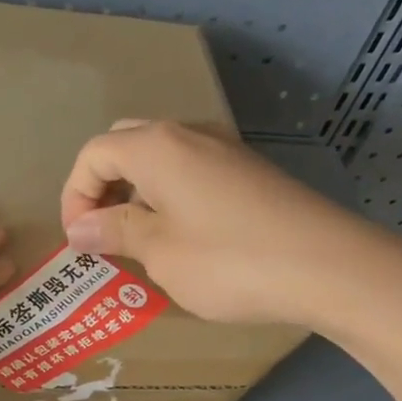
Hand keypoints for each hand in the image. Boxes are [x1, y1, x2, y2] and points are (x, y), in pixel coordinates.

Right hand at [60, 120, 369, 328]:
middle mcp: (188, 134)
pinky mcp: (249, 172)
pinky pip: (191, 173)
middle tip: (103, 235)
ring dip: (136, 194)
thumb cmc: (228, 261)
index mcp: (156, 147)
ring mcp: (224, 150)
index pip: (93, 155)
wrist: (326, 266)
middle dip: (103, 188)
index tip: (79, 243)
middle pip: (125, 146)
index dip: (75, 197)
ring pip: (160, 159)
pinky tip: (181, 239)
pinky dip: (169, 198)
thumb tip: (80, 228)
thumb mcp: (160, 251)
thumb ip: (115, 232)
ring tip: (138, 242)